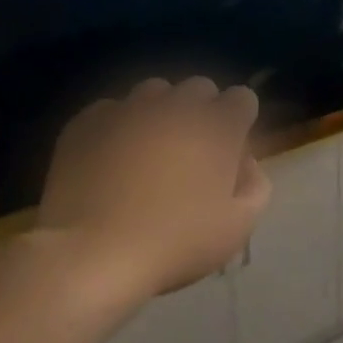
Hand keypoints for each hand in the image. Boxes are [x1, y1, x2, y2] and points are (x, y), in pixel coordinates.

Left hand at [35, 77, 271, 299]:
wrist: (91, 255)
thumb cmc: (175, 243)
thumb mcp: (238, 227)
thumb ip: (255, 186)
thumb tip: (246, 163)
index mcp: (218, 125)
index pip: (243, 98)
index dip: (240, 122)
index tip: (230, 153)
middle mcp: (176, 104)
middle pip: (200, 88)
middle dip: (202, 112)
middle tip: (192, 153)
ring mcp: (129, 108)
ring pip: (154, 92)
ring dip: (161, 113)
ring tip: (149, 151)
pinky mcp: (87, 121)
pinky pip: (111, 110)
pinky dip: (118, 127)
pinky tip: (110, 160)